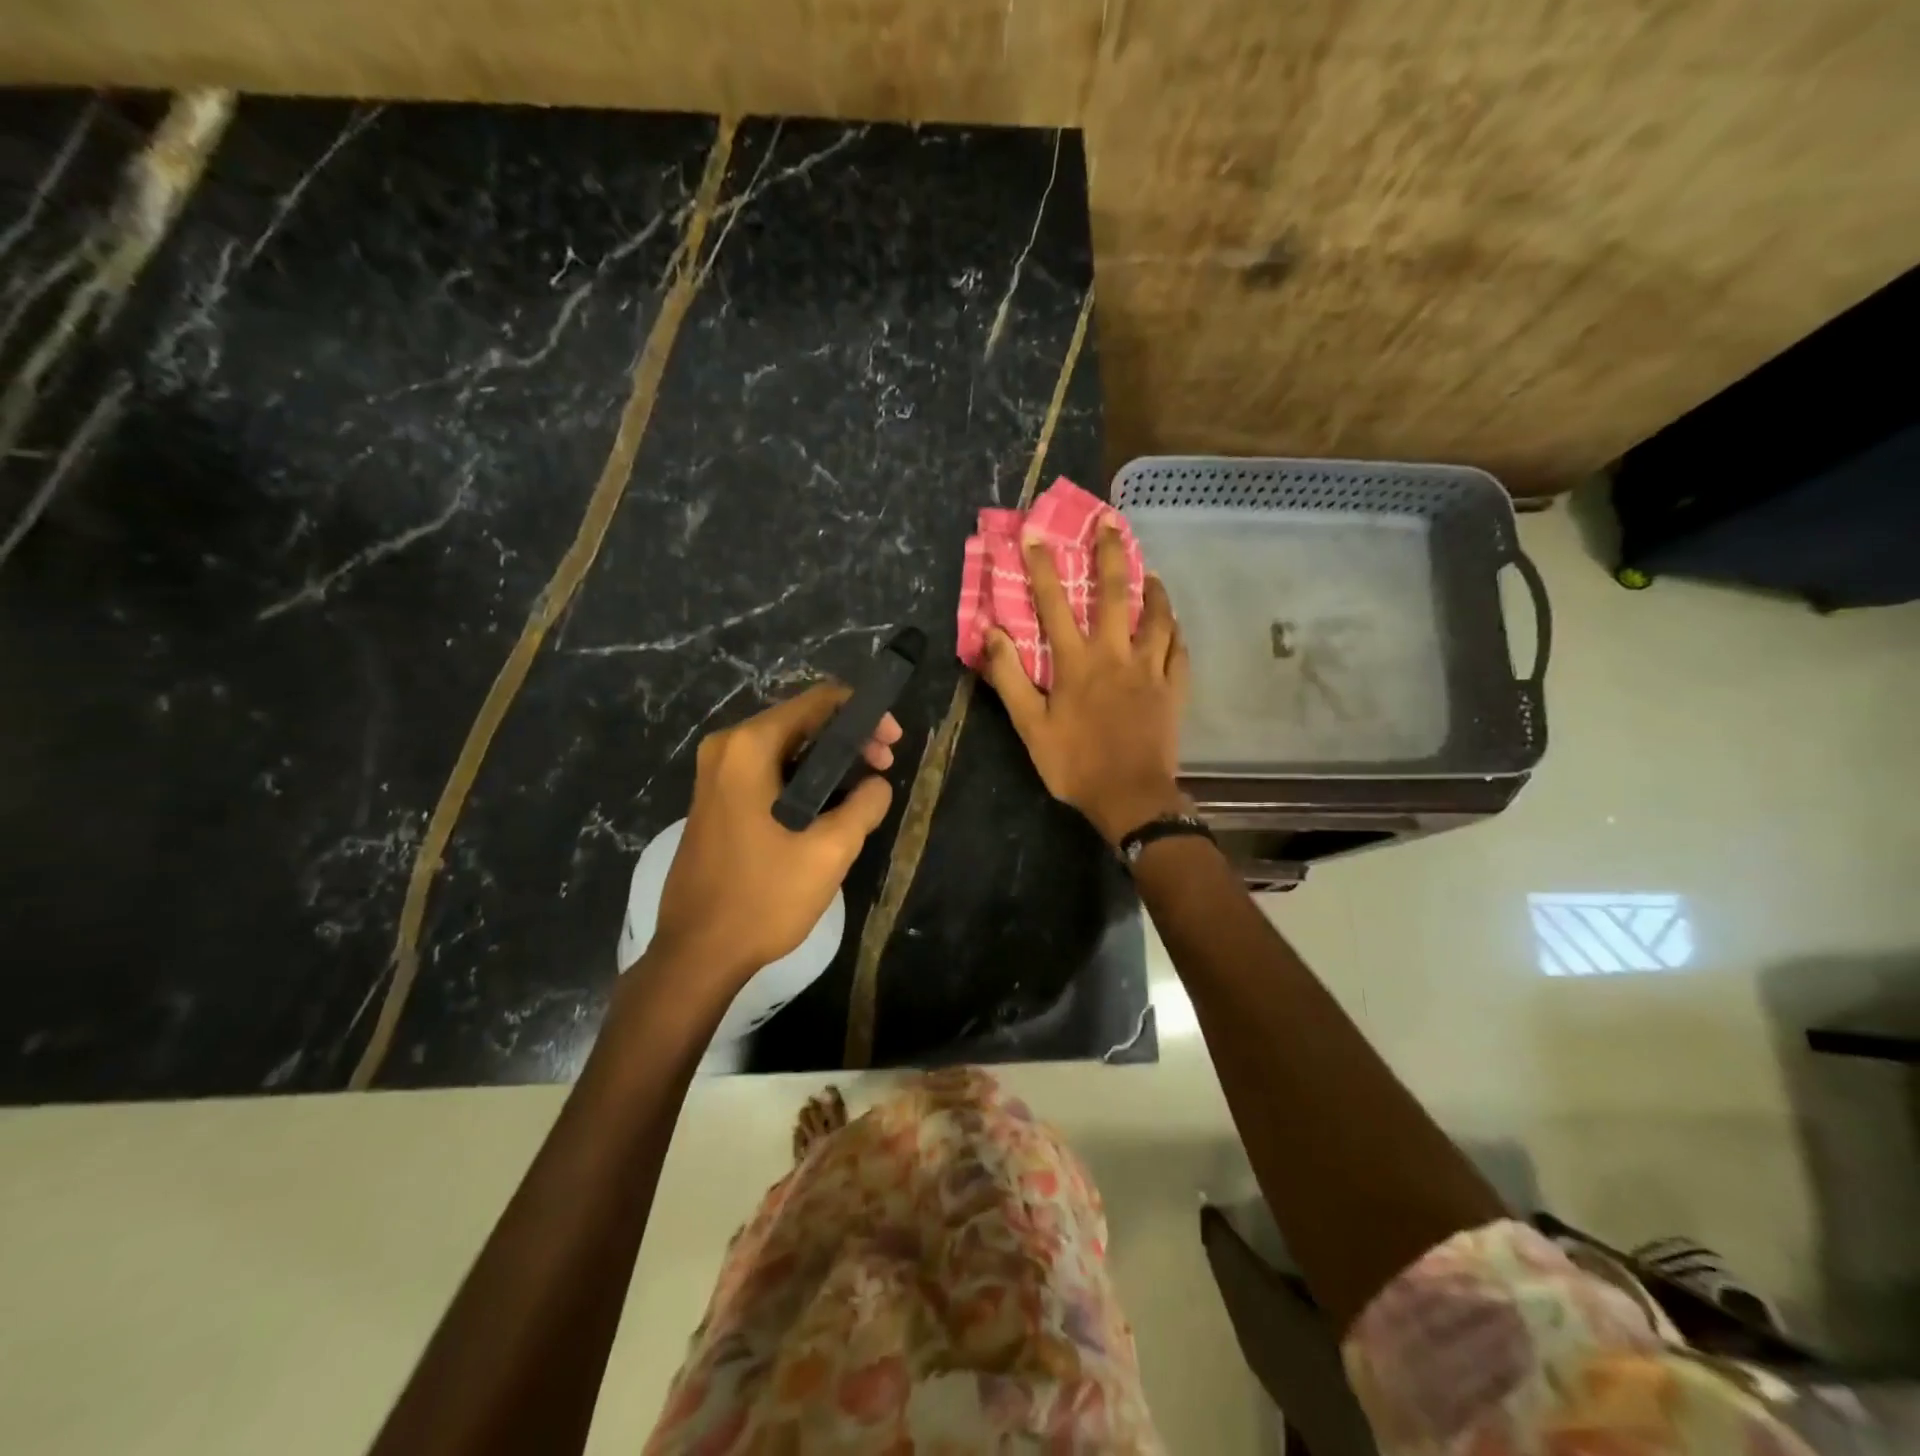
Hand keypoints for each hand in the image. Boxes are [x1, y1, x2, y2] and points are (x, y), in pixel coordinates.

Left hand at [652, 683, 899, 983]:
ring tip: (864, 792)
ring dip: (829, 762)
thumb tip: (877, 784)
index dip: (865, 714)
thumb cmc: (763, 897)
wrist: (697, 954)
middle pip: (802, 721)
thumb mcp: (830, 850)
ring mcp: (716, 774)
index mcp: (749, 747)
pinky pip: (769, 771)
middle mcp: (726, 748)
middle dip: (850, 739)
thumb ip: (865, 804)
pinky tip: (830, 807)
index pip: (819, 702)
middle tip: (885, 769)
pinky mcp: (716, 800)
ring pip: (787, 748)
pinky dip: (804, 779)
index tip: (893, 743)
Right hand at [981, 520, 1191, 845]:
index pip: (1054, 604)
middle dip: (1110, 554)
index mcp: (1076, 663)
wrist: (1131, 798)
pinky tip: (1174, 624)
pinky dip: (1175, 633)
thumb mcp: (1030, 726)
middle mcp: (1116, 655)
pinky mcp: (1174, 689)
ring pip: (1156, 617)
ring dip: (1152, 589)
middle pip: (1115, 593)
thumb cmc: (1075, 764)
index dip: (1042, 566)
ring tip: (1151, 570)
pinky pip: (1179, 652)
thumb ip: (1010, 677)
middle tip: (1110, 523)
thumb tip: (990, 632)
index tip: (1034, 534)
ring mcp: (1150, 670)